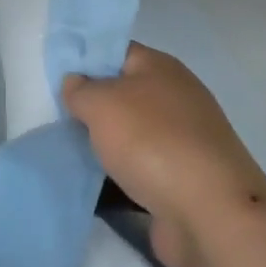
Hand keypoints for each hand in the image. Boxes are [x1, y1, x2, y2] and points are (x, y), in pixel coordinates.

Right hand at [63, 45, 265, 266]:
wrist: (209, 214)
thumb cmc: (152, 142)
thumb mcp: (102, 103)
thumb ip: (81, 89)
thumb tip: (76, 83)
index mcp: (161, 68)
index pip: (117, 52)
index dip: (86, 61)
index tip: (56, 80)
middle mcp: (175, 99)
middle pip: (123, 96)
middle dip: (91, 109)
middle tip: (56, 120)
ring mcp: (182, 142)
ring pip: (130, 137)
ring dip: (103, 147)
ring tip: (65, 155)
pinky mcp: (182, 181)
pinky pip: (139, 172)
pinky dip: (118, 179)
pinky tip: (91, 187)